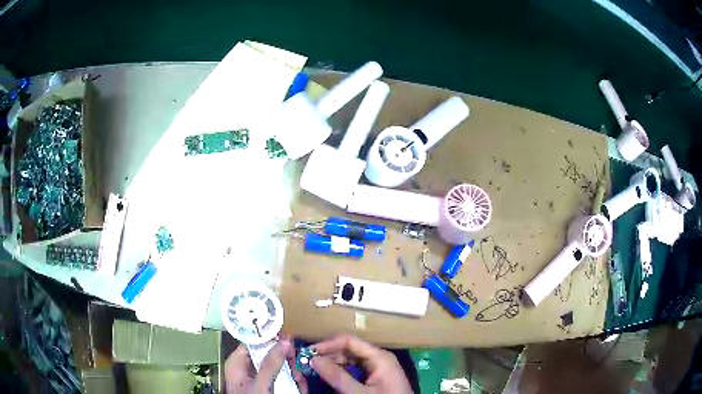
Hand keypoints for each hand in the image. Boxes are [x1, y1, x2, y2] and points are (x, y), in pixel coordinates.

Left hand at [224, 337, 307, 393]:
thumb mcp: (260, 384)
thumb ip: (270, 363)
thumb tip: (284, 342)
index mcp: (238, 363)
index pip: (253, 342)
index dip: (270, 337)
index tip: (287, 338)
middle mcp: (248, 369)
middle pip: (269, 354)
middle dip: (286, 359)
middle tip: (296, 363)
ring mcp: (260, 379)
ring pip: (280, 367)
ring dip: (293, 372)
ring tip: (298, 380)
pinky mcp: (270, 387)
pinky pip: (284, 379)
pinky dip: (293, 382)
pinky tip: (298, 386)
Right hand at [311, 335, 412, 393]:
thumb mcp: (358, 392)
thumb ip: (337, 376)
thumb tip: (314, 359)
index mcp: (379, 356)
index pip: (349, 341)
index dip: (327, 345)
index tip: (307, 352)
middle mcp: (379, 359)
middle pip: (349, 351)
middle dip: (328, 356)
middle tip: (307, 363)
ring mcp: (379, 369)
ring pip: (351, 362)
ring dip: (333, 365)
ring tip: (315, 370)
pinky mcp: (377, 380)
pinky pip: (356, 372)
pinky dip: (342, 374)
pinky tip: (330, 378)